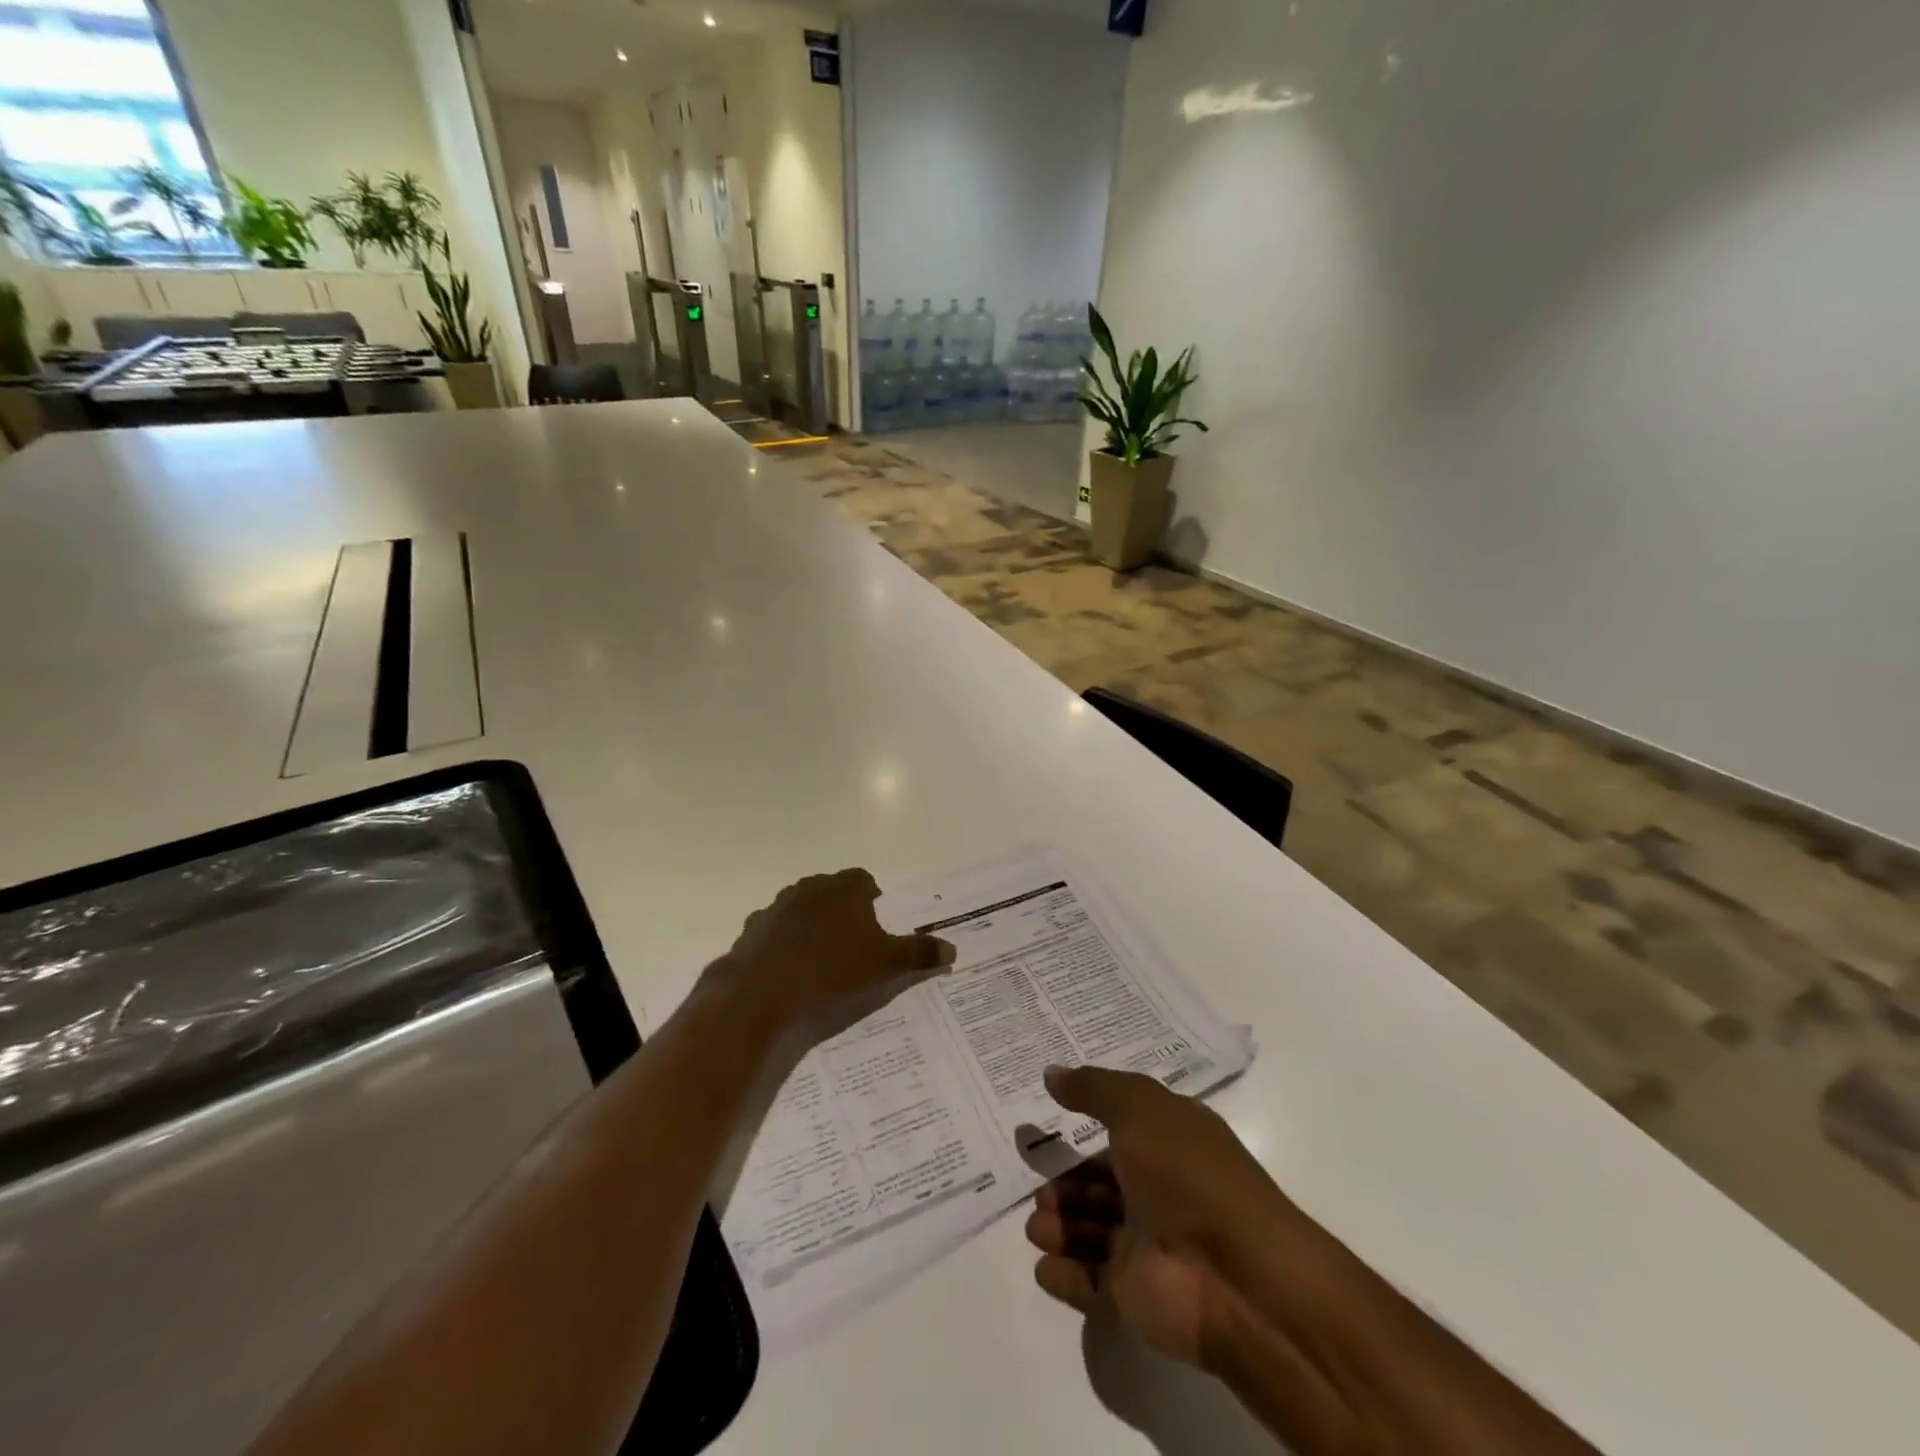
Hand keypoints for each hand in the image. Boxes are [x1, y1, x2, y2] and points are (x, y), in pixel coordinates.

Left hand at [708, 868, 955, 1043]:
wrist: (763, 991)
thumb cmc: (833, 970)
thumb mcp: (885, 965)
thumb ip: (919, 954)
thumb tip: (952, 949)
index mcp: (844, 889)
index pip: (864, 880)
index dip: (873, 898)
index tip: (877, 922)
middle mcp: (811, 888)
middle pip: (832, 890)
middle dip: (842, 909)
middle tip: (853, 940)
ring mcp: (778, 906)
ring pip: (802, 907)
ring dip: (812, 923)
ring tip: (821, 955)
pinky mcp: (754, 929)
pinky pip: (776, 930)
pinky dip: (784, 942)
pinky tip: (790, 968)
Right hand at [1025, 1064, 1291, 1367]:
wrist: (1237, 1276)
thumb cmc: (1188, 1173)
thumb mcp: (1139, 1108)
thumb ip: (1093, 1088)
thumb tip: (1051, 1073)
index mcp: (1170, 1140)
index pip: (1123, 1128)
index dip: (1087, 1121)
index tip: (1048, 1116)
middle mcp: (1161, 1190)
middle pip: (1103, 1184)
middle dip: (1067, 1186)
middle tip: (1039, 1191)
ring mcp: (1150, 1244)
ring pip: (1094, 1231)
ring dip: (1061, 1227)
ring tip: (1036, 1227)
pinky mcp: (1137, 1295)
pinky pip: (1092, 1281)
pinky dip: (1065, 1274)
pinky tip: (1043, 1265)